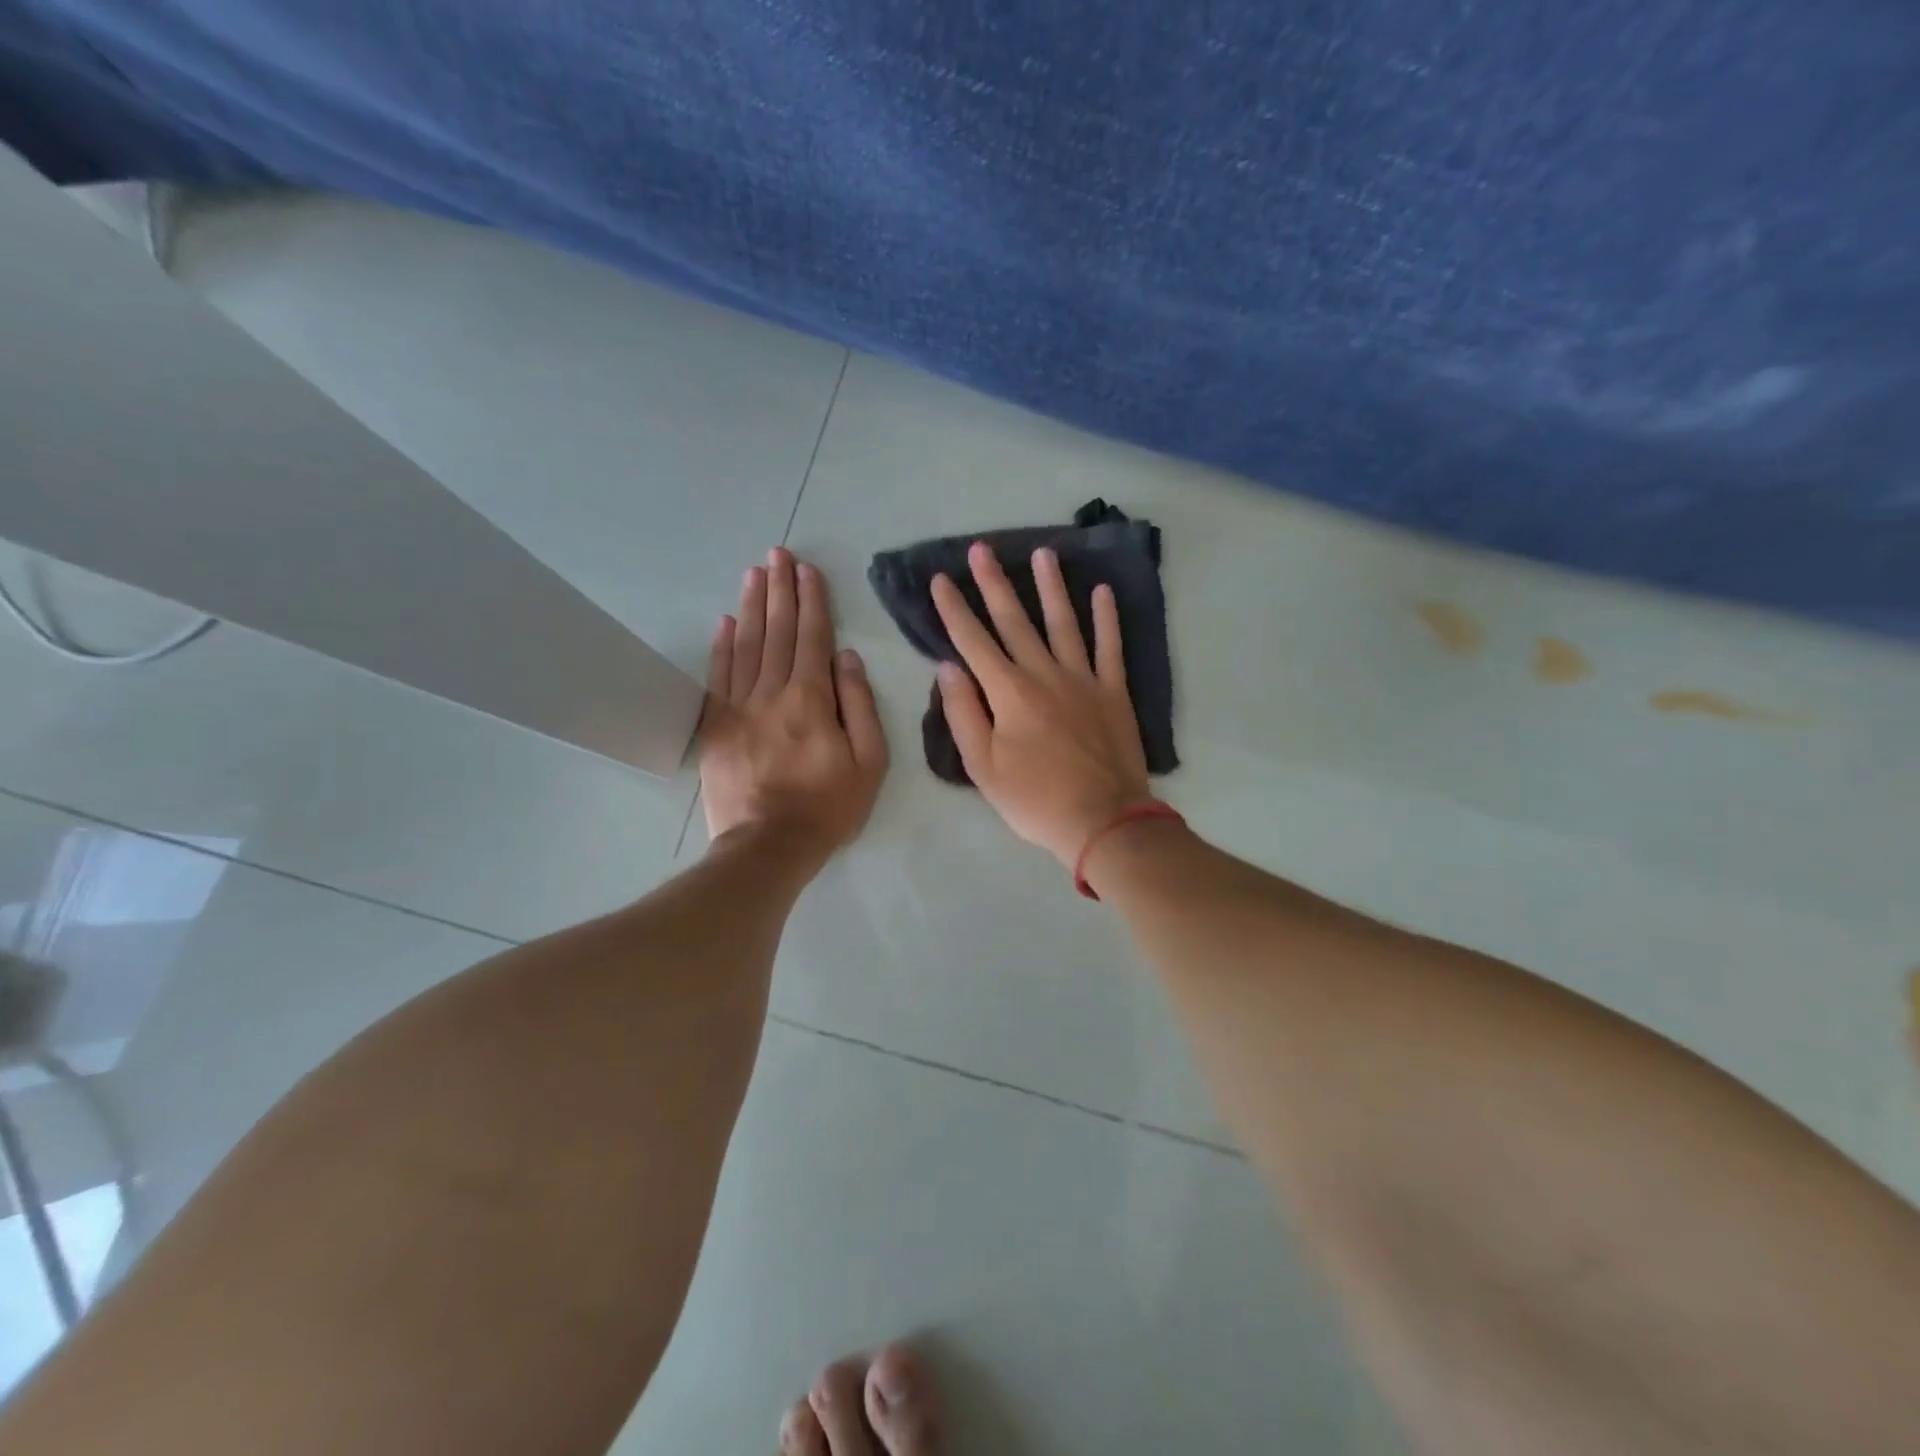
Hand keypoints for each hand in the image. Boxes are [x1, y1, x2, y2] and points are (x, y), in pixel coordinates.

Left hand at [700, 548, 886, 859]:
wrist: (768, 845)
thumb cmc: (828, 807)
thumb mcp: (868, 761)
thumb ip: (860, 705)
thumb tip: (848, 658)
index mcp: (812, 699)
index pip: (811, 638)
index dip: (811, 601)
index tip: (808, 570)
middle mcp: (772, 692)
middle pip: (776, 632)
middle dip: (780, 589)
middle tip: (779, 553)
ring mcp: (738, 707)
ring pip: (745, 645)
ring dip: (751, 606)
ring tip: (755, 573)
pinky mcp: (716, 726)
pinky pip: (718, 676)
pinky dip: (721, 645)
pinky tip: (725, 620)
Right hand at [932, 542, 1150, 867]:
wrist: (1103, 821)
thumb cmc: (1035, 800)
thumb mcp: (983, 767)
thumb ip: (964, 714)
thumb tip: (949, 668)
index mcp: (1009, 693)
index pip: (973, 642)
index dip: (954, 610)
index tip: (940, 579)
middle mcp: (1045, 674)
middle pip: (1015, 621)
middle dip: (995, 583)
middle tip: (982, 548)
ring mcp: (1084, 679)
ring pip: (1064, 623)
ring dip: (1051, 587)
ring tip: (1043, 553)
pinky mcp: (1114, 692)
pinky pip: (1110, 647)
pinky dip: (1107, 619)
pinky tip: (1103, 592)